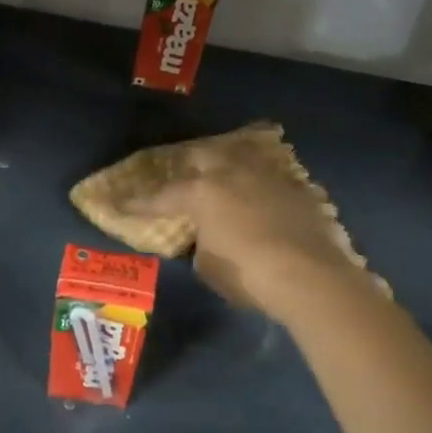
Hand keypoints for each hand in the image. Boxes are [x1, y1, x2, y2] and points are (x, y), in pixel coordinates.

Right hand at [135, 132, 374, 322]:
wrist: (311, 277)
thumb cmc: (249, 275)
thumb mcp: (210, 266)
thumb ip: (202, 244)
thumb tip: (208, 237)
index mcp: (202, 192)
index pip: (162, 196)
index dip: (139, 202)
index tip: (120, 202)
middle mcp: (232, 173)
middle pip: (202, 155)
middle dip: (187, 165)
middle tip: (181, 177)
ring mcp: (268, 175)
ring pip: (240, 156)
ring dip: (226, 164)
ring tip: (222, 175)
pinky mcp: (297, 187)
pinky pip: (269, 175)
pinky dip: (258, 182)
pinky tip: (260, 194)